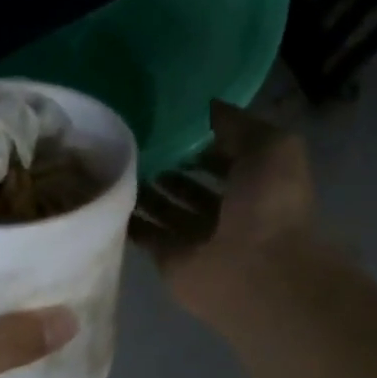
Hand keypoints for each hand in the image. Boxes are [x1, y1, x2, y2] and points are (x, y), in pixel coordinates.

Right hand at [133, 102, 321, 327]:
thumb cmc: (269, 205)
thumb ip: (238, 124)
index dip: (200, 140)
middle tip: (134, 140)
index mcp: (256, 184)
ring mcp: (198, 237)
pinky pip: (145, 234)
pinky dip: (129, 218)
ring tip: (117, 161)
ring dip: (146, 190)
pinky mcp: (171, 258)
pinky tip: (107, 194)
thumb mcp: (270, 146)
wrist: (256, 272)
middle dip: (168, 164)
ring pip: (166, 209)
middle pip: (191, 184)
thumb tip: (208, 105)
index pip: (224, 157)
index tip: (168, 120)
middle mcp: (227, 211)